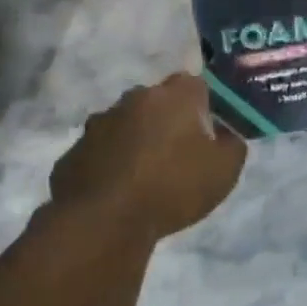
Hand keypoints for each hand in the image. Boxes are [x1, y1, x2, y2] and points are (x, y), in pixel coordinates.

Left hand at [51, 73, 246, 240]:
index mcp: (173, 96)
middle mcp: (134, 99)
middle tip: (180, 153)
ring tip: (147, 175)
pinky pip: (102, 151)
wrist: (104, 221)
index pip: (196, 84)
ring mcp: (98, 124)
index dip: (205, 105)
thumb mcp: (225, 170)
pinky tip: (120, 190)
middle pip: (158, 102)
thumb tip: (226, 135)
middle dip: (169, 120)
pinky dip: (112, 163)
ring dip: (137, 140)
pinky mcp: (74, 152)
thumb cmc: (173, 187)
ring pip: (126, 124)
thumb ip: (233, 144)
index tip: (211, 131)